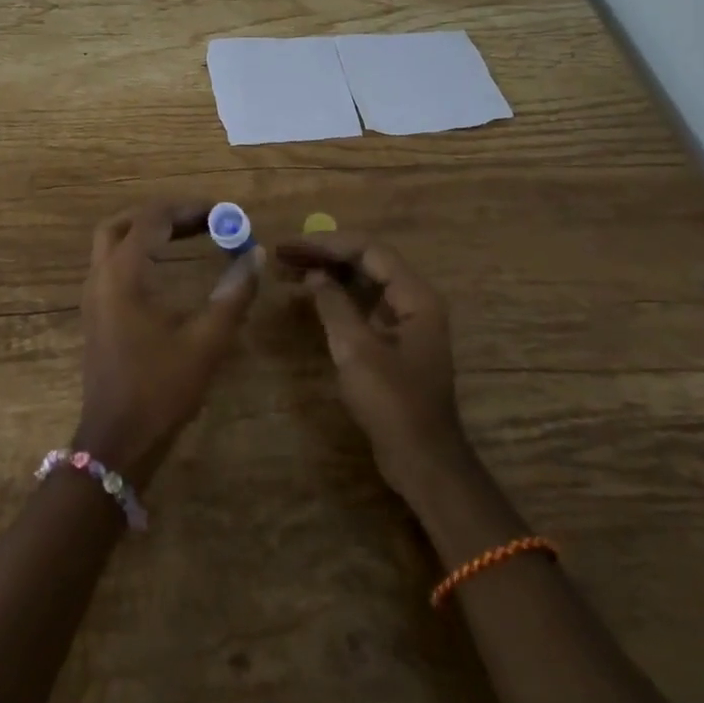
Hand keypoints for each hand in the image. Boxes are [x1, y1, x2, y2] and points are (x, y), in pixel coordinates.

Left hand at [77, 202, 261, 480]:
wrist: (117, 441)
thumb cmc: (160, 389)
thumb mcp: (206, 342)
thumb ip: (233, 294)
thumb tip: (256, 254)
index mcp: (123, 274)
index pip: (153, 218)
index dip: (190, 208)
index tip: (224, 212)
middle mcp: (101, 275)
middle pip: (125, 223)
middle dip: (164, 215)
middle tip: (203, 220)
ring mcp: (93, 295)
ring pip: (113, 242)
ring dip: (148, 232)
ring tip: (189, 235)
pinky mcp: (95, 312)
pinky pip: (112, 264)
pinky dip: (139, 252)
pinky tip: (167, 268)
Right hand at [276, 234, 473, 503]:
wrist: (422, 459)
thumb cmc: (391, 402)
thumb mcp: (356, 349)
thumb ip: (334, 304)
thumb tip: (314, 274)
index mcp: (415, 296)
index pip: (369, 250)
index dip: (327, 243)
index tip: (290, 246)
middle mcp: (414, 300)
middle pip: (366, 262)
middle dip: (323, 255)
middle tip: (282, 256)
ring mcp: (405, 322)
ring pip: (362, 282)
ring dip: (327, 274)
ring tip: (288, 272)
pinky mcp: (394, 341)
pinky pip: (363, 304)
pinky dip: (336, 296)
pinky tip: (310, 297)